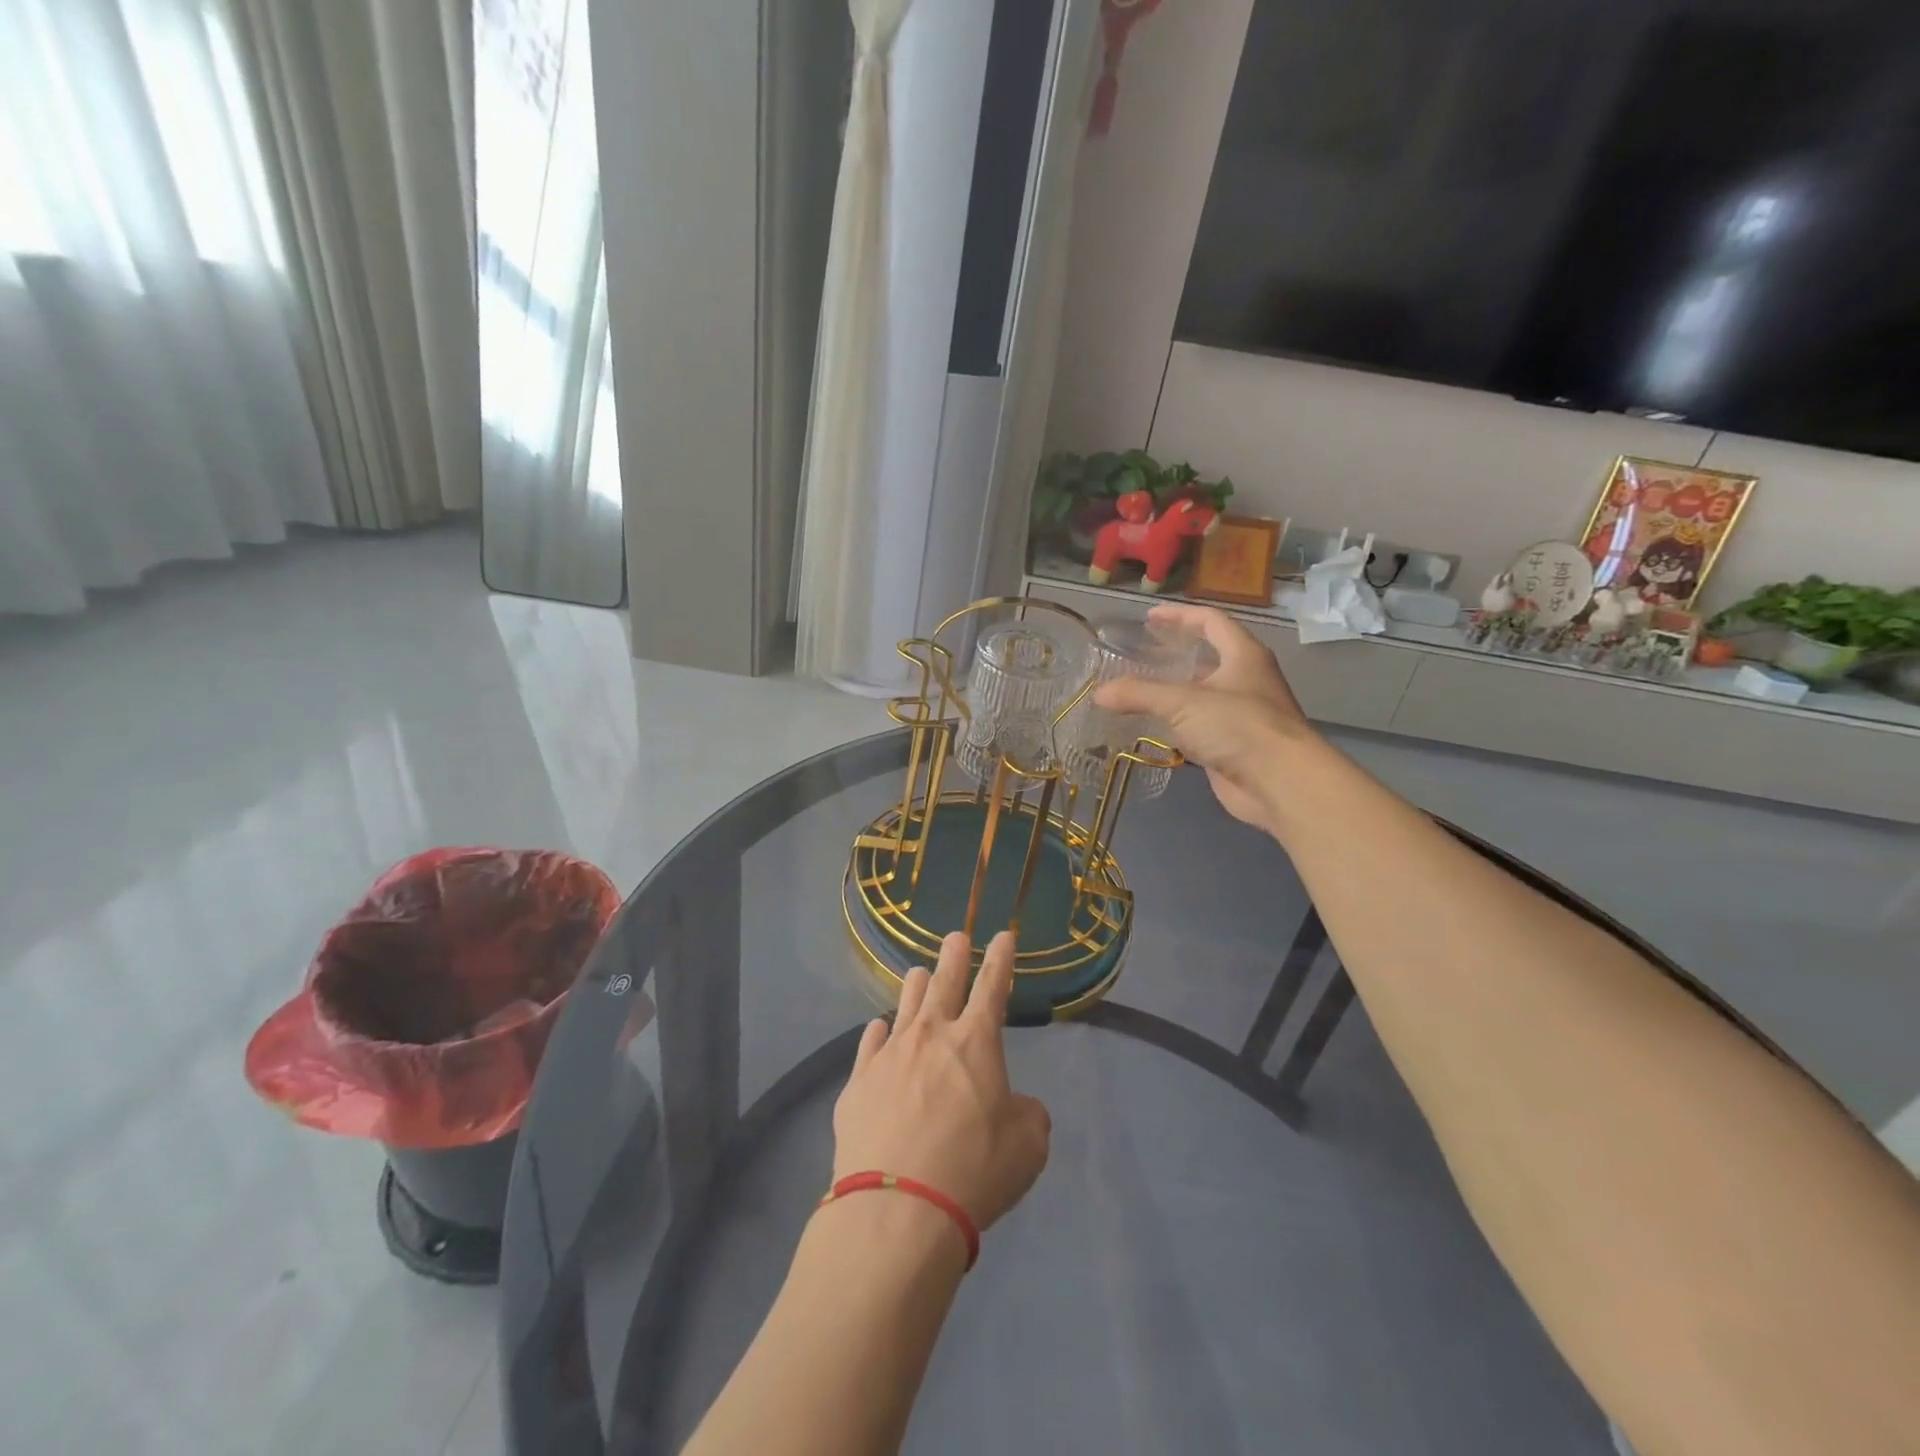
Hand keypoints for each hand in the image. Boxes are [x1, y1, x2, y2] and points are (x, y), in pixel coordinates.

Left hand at [833, 931, 1051, 1233]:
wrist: (897, 1209)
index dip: (1000, 958)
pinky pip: (870, 1043)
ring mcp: (889, 1055)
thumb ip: (1027, 1114)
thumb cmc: (973, 1171)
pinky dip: (880, 1033)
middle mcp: (931, 1035)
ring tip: (918, 974)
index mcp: (976, 1042)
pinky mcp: (858, 1083)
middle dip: (954, 955)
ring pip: (905, 1005)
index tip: (1004, 935)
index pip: (993, 986)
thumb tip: (1013, 1105)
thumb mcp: (1027, 1146)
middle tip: (956, 935)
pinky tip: (880, 1029)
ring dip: (916, 986)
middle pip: (943, 982)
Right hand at [1094, 602, 1310, 837]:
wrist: (1280, 783)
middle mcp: (1247, 680)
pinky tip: (1152, 728)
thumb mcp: (1182, 702)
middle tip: (1140, 656)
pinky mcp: (1235, 746)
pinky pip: (1201, 728)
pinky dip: (1177, 725)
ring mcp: (1243, 715)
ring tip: (1138, 692)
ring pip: (1203, 695)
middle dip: (1175, 655)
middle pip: (1209, 657)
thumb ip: (1138, 694)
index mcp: (1243, 655)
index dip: (1180, 616)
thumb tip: (1098, 693)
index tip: (1149, 618)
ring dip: (1174, 693)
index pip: (1211, 621)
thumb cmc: (1238, 727)